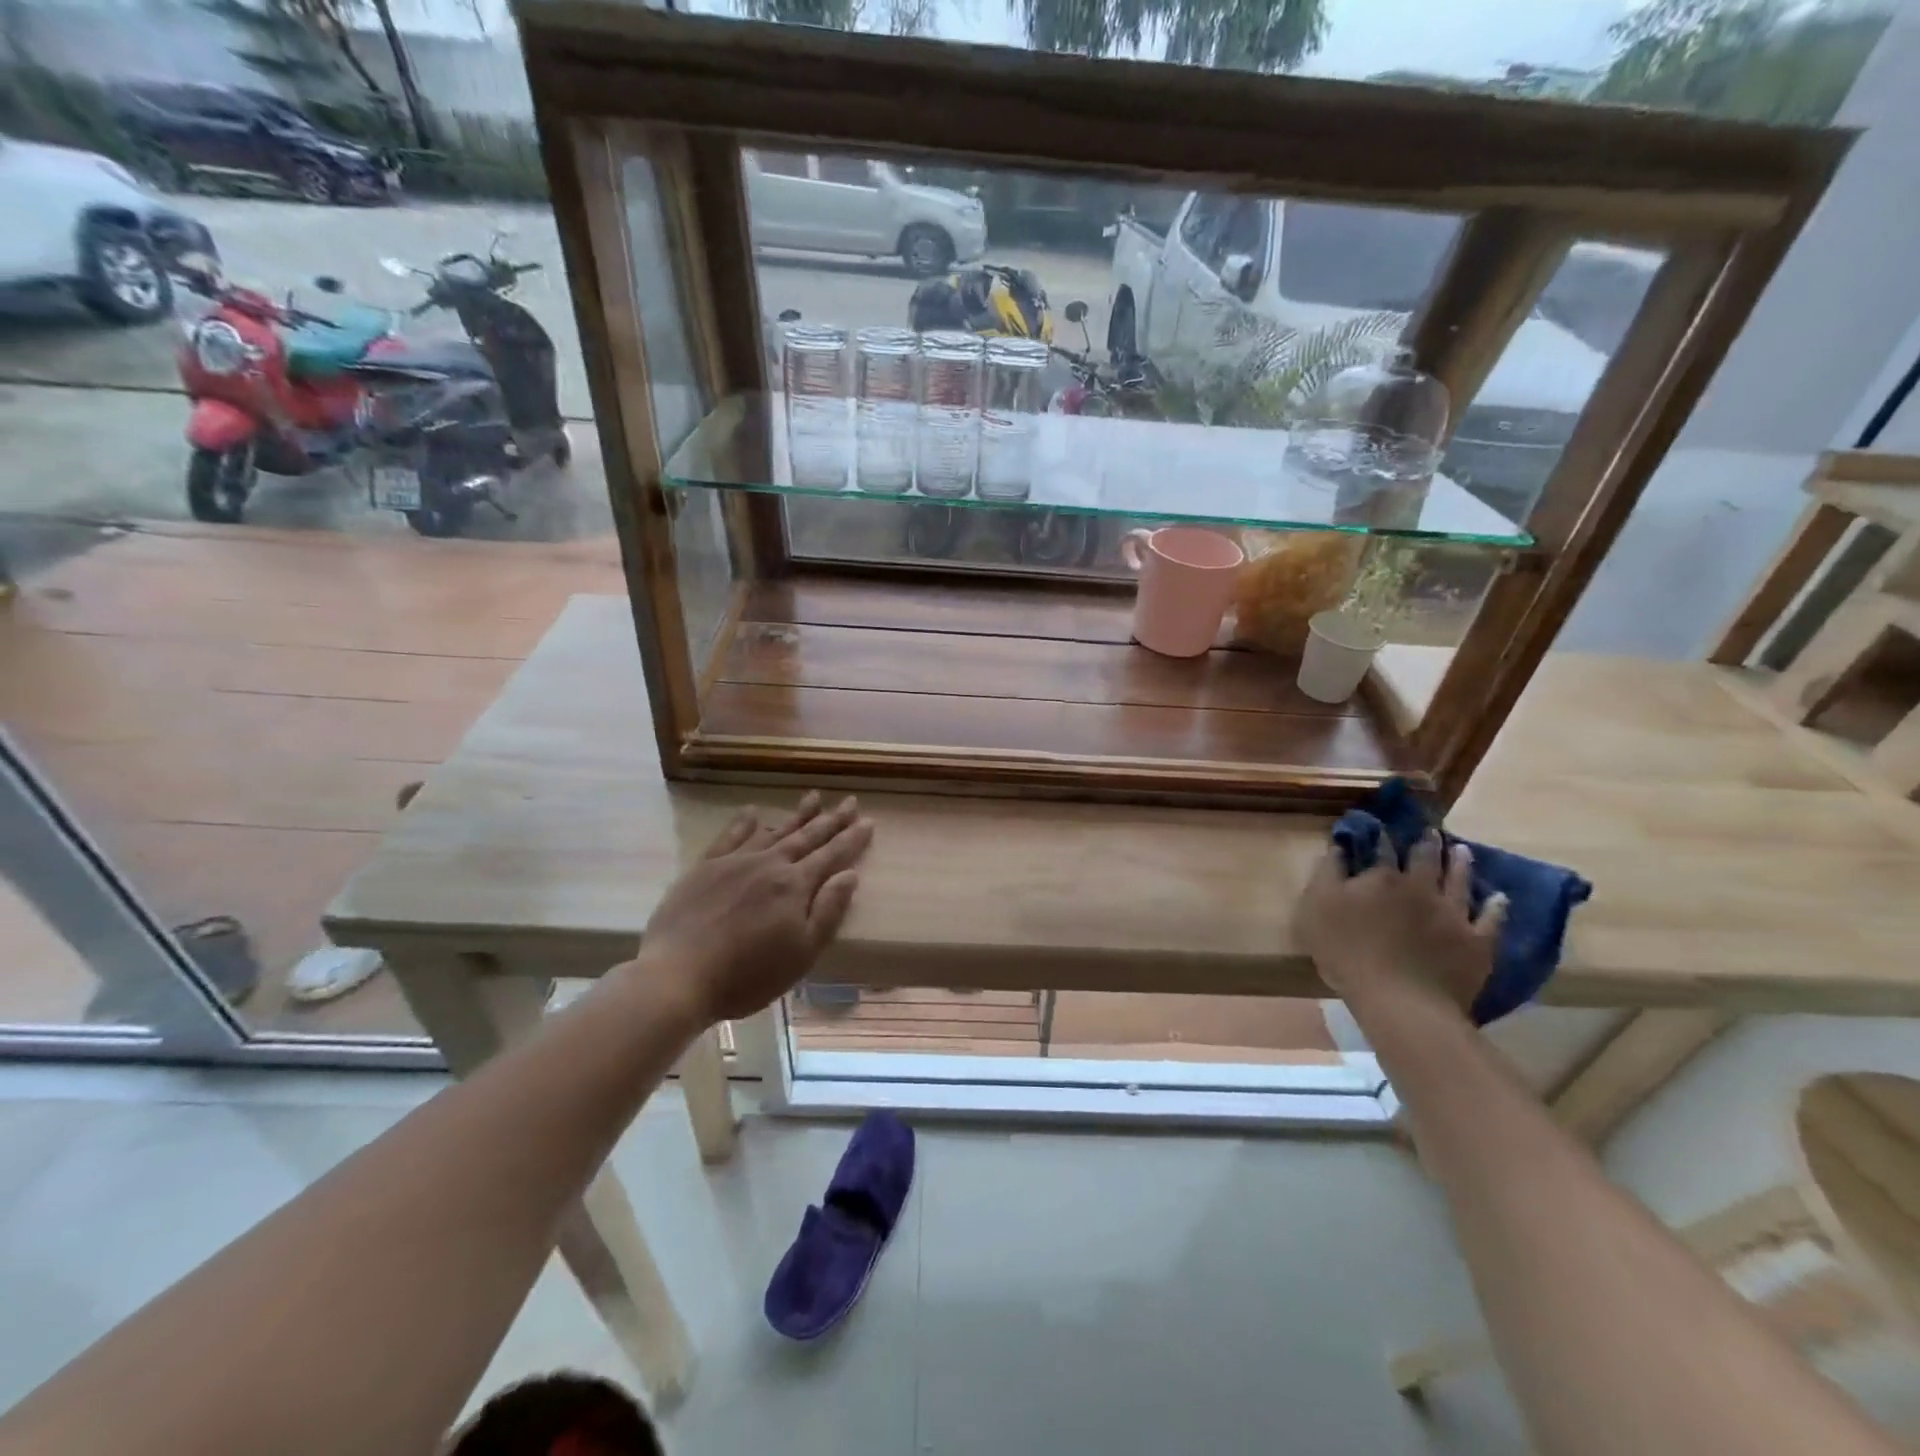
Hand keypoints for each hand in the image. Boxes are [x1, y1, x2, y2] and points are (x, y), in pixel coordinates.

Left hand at [631, 792, 874, 1024]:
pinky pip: (730, 836)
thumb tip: (849, 875)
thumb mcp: (802, 953)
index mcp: (795, 886)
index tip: (868, 821)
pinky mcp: (705, 868)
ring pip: (773, 830)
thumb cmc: (747, 974)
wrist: (677, 976)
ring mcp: (735, 862)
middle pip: (806, 837)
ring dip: (796, 815)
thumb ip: (828, 911)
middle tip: (850, 801)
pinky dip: (744, 822)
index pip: (832, 855)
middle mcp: (769, 864)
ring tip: (813, 797)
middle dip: (831, 820)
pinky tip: (753, 812)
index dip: (852, 839)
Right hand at [1295, 831, 1505, 1018]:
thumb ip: (1326, 874)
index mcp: (1381, 878)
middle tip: (1432, 832)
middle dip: (1427, 843)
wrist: (1400, 1000)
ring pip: (1460, 881)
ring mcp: (1452, 914)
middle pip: (1425, 859)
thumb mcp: (1315, 908)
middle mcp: (1420, 887)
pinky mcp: (1476, 942)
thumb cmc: (1346, 952)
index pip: (1381, 849)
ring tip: (1463, 850)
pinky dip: (1496, 907)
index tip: (1383, 828)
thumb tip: (1338, 847)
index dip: (1381, 837)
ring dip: (1461, 863)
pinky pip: (1491, 920)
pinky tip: (1499, 898)